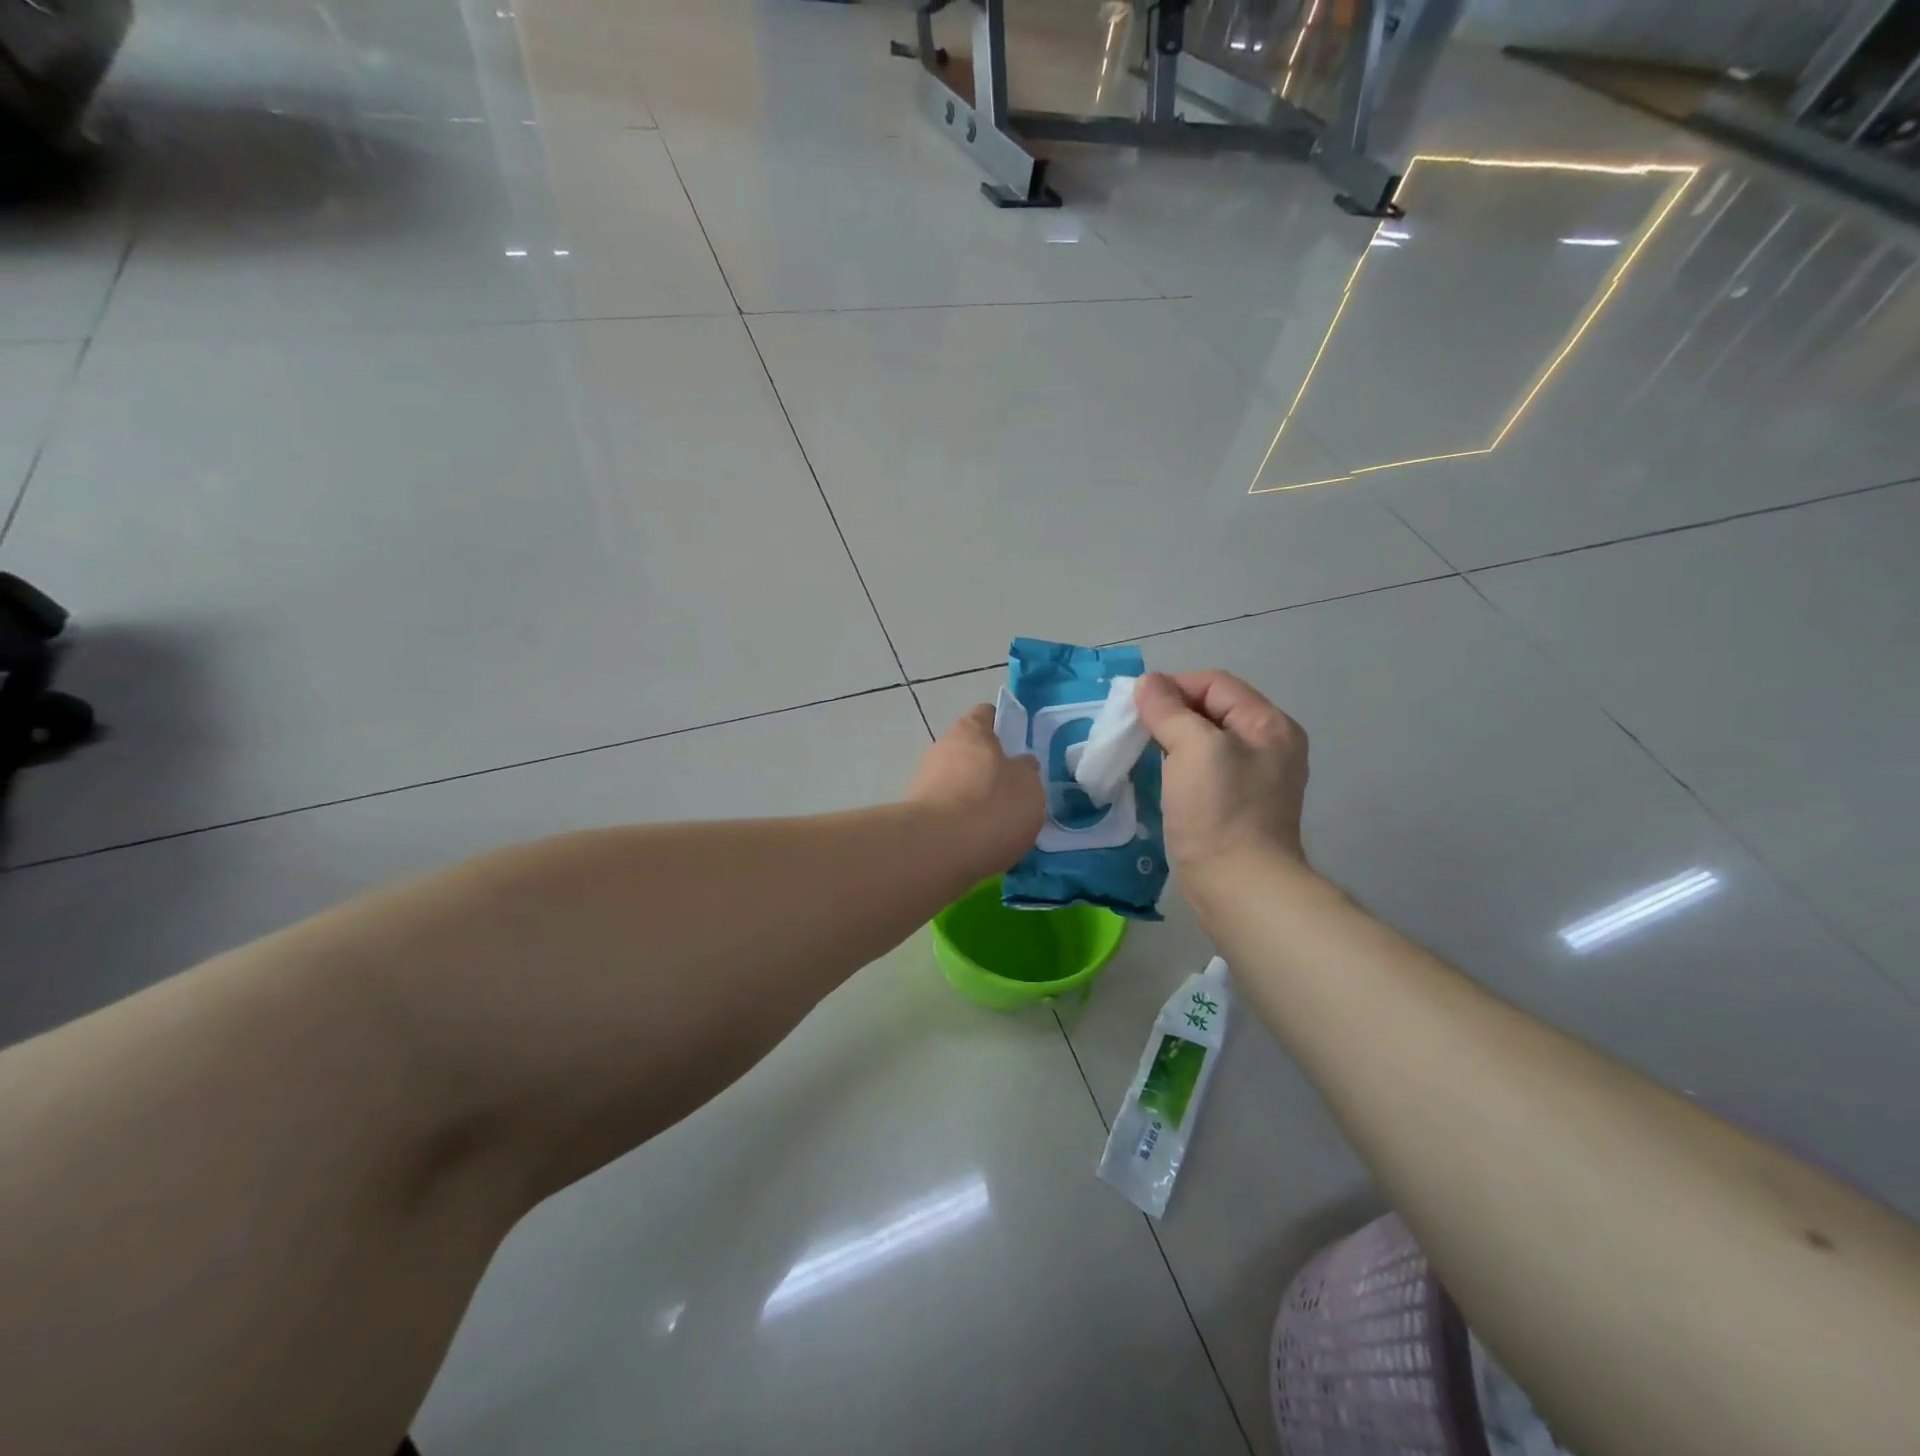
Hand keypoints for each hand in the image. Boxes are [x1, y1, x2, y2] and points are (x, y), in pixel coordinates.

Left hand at [907, 704, 1045, 878]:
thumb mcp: (1029, 785)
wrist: (939, 851)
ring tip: (1002, 824)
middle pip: (972, 753)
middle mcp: (942, 749)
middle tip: (1017, 792)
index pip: (987, 715)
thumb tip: (1019, 765)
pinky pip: (950, 813)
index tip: (1021, 748)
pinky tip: (982, 841)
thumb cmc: (991, 806)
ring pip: (960, 784)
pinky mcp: (919, 815)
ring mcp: (925, 782)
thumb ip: (1026, 770)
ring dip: (978, 799)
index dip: (1005, 727)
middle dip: (992, 770)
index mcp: (970, 731)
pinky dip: (964, 823)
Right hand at [1134, 671, 1309, 883]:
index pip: (1215, 684)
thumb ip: (1169, 710)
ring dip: (1172, 741)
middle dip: (1170, 713)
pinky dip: (1180, 766)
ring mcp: (1256, 778)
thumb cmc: (1219, 812)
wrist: (1239, 886)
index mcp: (1268, 724)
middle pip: (1211, 710)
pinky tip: (1160, 778)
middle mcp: (1269, 746)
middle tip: (1134, 729)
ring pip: (1206, 741)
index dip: (1173, 687)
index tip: (1136, 707)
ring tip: (1141, 752)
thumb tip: (1148, 683)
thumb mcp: (1193, 748)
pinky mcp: (1239, 806)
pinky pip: (1205, 770)